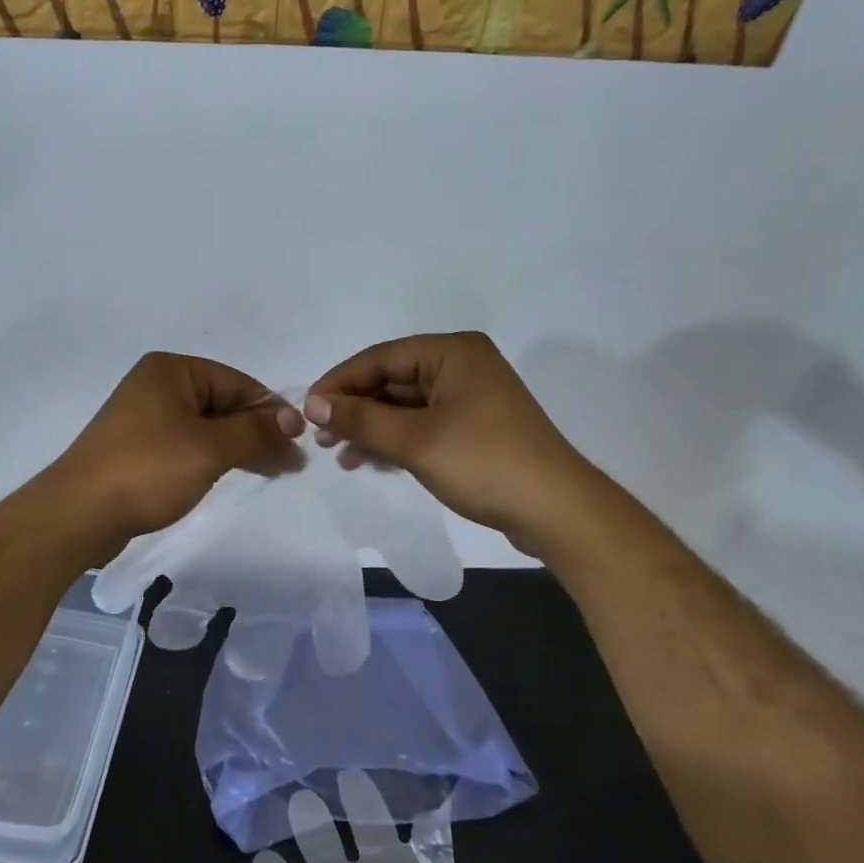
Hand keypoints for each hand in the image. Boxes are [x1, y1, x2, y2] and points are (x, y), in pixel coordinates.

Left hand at [44, 352, 304, 555]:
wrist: (78, 513)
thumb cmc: (148, 469)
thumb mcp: (210, 447)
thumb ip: (256, 431)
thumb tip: (292, 422)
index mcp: (172, 370)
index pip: (238, 383)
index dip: (272, 412)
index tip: (300, 443)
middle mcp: (157, 386)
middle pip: (223, 404)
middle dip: (258, 432)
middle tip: (292, 465)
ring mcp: (144, 418)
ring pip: (207, 427)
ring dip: (240, 448)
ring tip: (273, 472)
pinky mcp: (138, 448)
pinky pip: (187, 445)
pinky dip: (213, 458)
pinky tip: (234, 474)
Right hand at [305, 332, 599, 550]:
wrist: (556, 511)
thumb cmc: (484, 463)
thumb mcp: (415, 440)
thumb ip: (362, 419)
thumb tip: (313, 405)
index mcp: (453, 352)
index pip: (380, 357)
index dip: (340, 382)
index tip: (307, 409)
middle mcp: (462, 365)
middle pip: (392, 380)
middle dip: (355, 408)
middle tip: (321, 437)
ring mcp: (470, 397)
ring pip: (405, 405)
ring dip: (372, 427)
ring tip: (341, 455)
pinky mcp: (474, 426)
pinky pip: (422, 424)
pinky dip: (396, 440)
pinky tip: (371, 461)